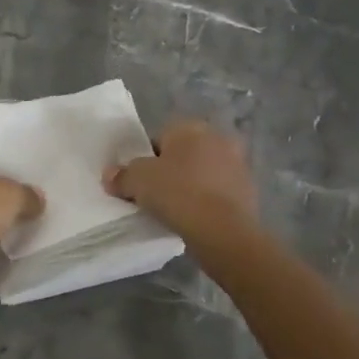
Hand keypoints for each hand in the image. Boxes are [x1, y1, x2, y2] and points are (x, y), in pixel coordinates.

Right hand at [104, 119, 256, 238]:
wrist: (224, 231)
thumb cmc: (178, 193)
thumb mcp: (138, 181)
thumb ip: (121, 175)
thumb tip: (110, 175)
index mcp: (191, 127)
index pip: (160, 138)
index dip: (145, 160)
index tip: (139, 181)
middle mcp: (217, 138)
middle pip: (183, 154)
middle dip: (171, 170)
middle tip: (154, 195)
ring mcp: (237, 164)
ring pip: (202, 173)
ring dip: (191, 186)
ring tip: (174, 210)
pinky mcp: (248, 190)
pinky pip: (217, 192)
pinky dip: (207, 201)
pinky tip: (194, 219)